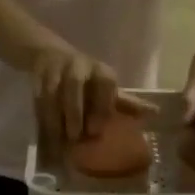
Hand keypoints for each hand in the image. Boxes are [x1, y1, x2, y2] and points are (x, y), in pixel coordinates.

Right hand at [31, 48, 156, 146]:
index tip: (96, 130)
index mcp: (101, 71)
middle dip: (75, 111)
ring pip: (54, 92)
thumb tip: (155, 114)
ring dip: (56, 117)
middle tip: (76, 137)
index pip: (105, 83)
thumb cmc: (87, 79)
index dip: (101, 105)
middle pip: (75, 86)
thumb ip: (126, 104)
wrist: (51, 55)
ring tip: (59, 140)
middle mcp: (79, 65)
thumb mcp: (106, 89)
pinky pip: (39, 97)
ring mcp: (57, 68)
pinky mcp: (39, 74)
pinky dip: (41, 116)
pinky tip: (45, 133)